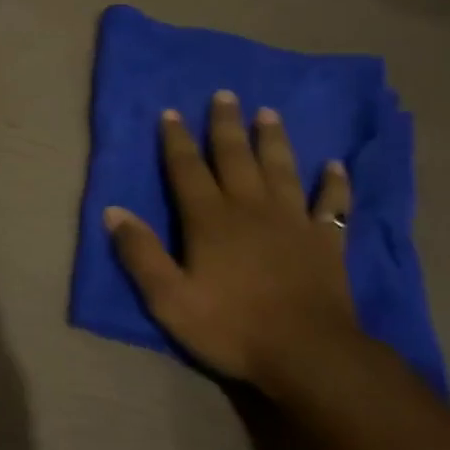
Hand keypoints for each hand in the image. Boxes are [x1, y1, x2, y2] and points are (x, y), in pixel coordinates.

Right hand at [105, 93, 359, 395]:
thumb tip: (113, 211)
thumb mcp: (169, 299)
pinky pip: (332, 205)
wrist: (309, 355)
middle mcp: (250, 208)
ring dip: (273, 140)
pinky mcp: (326, 242)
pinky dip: (334, 184)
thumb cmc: (232, 327)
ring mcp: (293, 222)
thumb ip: (140, 254)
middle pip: (235, 157)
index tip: (171, 112)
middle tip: (225, 94)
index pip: (187, 169)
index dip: (176, 140)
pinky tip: (336, 166)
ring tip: (269, 113)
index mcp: (210, 219)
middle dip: (226, 125)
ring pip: (281, 169)